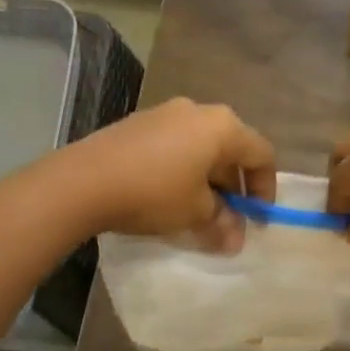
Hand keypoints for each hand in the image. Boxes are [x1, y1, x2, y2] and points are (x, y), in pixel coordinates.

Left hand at [52, 98, 275, 250]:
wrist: (84, 180)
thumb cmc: (154, 192)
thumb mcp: (194, 214)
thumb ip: (222, 224)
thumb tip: (234, 239)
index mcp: (222, 127)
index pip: (261, 154)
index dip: (265, 189)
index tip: (257, 219)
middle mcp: (198, 111)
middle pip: (231, 148)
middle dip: (234, 185)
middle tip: (229, 218)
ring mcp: (165, 113)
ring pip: (201, 146)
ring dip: (207, 178)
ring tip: (198, 210)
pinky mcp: (139, 123)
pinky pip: (175, 144)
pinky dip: (182, 168)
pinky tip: (168, 194)